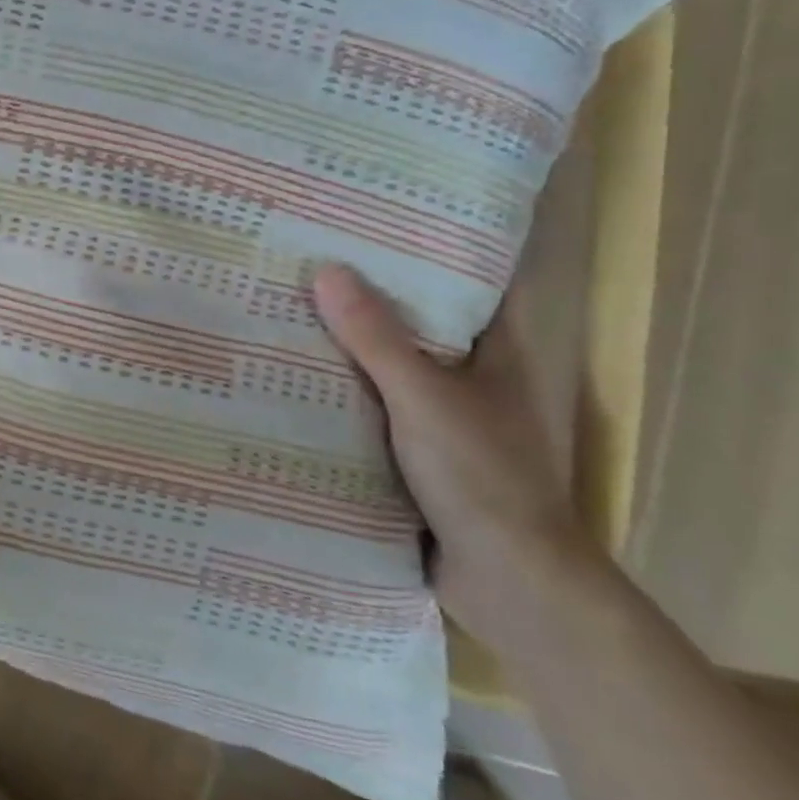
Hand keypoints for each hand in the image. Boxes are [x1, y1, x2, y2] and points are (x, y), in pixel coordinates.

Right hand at [312, 264, 598, 651]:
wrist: (508, 582)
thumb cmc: (481, 476)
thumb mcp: (423, 397)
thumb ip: (376, 338)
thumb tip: (327, 270)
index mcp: (496, 351)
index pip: (471, 280)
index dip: (433, 245)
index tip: (379, 217)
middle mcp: (472, 376)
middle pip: (420, 320)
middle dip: (372, 293)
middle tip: (313, 256)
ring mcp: (444, 416)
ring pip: (391, 365)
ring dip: (351, 345)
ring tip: (291, 306)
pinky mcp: (417, 453)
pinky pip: (374, 407)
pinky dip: (344, 392)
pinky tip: (296, 377)